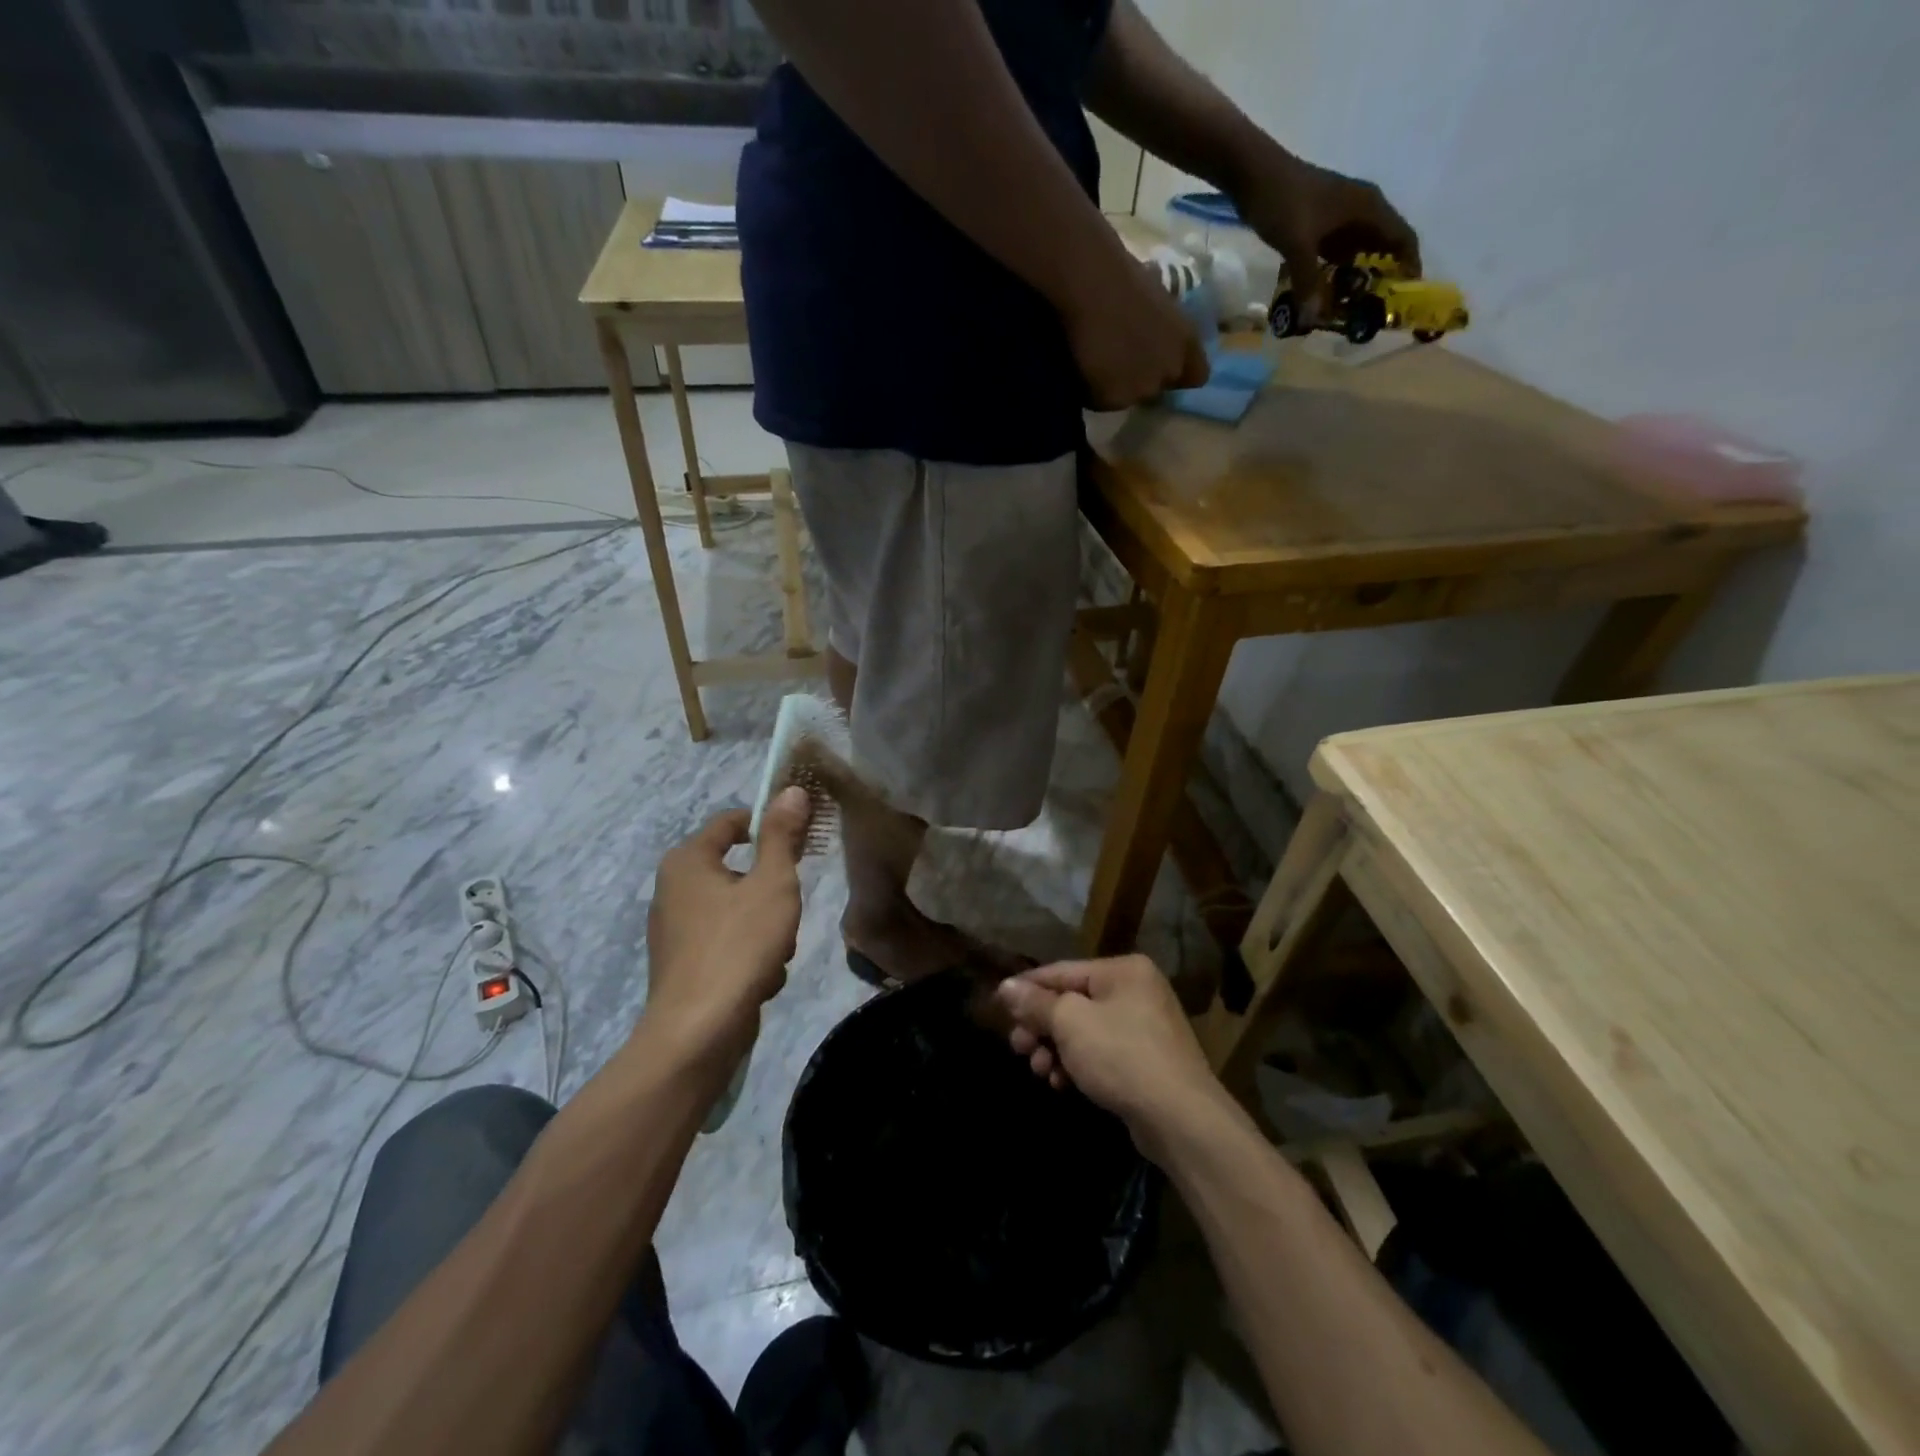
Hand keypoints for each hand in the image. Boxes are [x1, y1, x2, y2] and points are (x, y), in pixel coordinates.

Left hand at [643, 786, 811, 1063]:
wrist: (698, 1032)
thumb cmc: (738, 946)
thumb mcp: (772, 884)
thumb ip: (782, 836)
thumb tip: (791, 791)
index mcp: (687, 861)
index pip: (732, 822)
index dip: (769, 825)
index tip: (802, 843)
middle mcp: (672, 888)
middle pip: (738, 870)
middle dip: (772, 891)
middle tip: (788, 911)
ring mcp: (674, 929)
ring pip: (738, 909)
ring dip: (766, 926)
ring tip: (776, 952)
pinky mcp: (682, 963)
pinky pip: (727, 941)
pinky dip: (749, 952)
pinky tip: (760, 976)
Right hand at [994, 954, 1228, 1161]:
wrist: (1180, 1118)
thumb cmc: (1121, 1056)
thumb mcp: (1070, 1023)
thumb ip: (1036, 1003)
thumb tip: (1006, 987)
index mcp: (1122, 970)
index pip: (1061, 971)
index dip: (1027, 988)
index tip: (997, 1006)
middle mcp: (1136, 991)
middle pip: (1072, 1002)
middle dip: (1041, 1027)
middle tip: (1017, 1048)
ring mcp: (1144, 1027)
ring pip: (1084, 1031)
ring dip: (1055, 1049)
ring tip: (1039, 1071)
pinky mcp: (1146, 1061)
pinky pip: (1101, 1053)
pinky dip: (1078, 1065)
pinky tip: (1061, 1084)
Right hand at [1062, 251, 1211, 409]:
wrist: (1090, 287)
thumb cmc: (1120, 275)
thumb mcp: (1157, 296)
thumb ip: (1163, 324)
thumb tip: (1153, 326)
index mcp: (1186, 341)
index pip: (1197, 375)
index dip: (1179, 373)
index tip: (1160, 365)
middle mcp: (1169, 369)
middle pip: (1157, 388)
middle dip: (1142, 378)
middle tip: (1119, 359)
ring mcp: (1141, 388)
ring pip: (1129, 397)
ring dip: (1116, 386)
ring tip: (1097, 363)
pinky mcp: (1112, 400)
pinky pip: (1102, 401)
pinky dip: (1093, 391)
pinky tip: (1083, 369)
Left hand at [1237, 155, 1421, 328]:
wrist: (1255, 175)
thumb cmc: (1284, 203)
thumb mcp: (1298, 245)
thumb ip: (1308, 281)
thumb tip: (1314, 317)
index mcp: (1369, 208)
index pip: (1402, 239)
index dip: (1408, 267)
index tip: (1403, 299)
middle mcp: (1361, 212)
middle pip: (1382, 249)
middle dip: (1379, 280)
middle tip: (1369, 315)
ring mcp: (1340, 218)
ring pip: (1357, 253)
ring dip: (1354, 279)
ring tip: (1347, 312)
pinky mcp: (1320, 225)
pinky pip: (1335, 253)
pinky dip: (1333, 273)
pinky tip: (1322, 296)